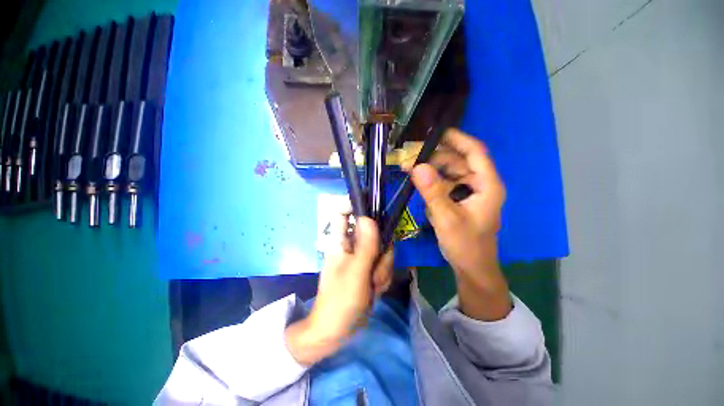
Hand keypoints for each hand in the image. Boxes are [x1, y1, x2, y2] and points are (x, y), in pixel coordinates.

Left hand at [286, 215, 392, 365]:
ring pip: (383, 250)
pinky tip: (375, 291)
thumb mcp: (356, 272)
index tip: (375, 215)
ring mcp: (362, 256)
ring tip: (372, 286)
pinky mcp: (369, 268)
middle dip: (381, 253)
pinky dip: (383, 278)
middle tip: (374, 271)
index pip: (344, 213)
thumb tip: (368, 217)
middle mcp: (352, 245)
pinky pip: (384, 264)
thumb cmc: (340, 300)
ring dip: (383, 269)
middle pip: (375, 233)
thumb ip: (365, 245)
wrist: (337, 331)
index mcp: (341, 241)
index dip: (357, 207)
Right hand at [403, 128, 510, 320]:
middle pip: (457, 160)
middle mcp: (479, 184)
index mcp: (487, 185)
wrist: (471, 268)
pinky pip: (444, 184)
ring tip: (408, 168)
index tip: (434, 132)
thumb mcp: (447, 219)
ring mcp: (468, 192)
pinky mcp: (458, 199)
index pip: (474, 151)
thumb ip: (432, 192)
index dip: (456, 139)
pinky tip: (417, 182)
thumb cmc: (466, 245)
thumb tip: (417, 166)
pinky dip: (430, 181)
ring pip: (449, 171)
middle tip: (409, 156)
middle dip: (434, 156)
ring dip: (429, 168)